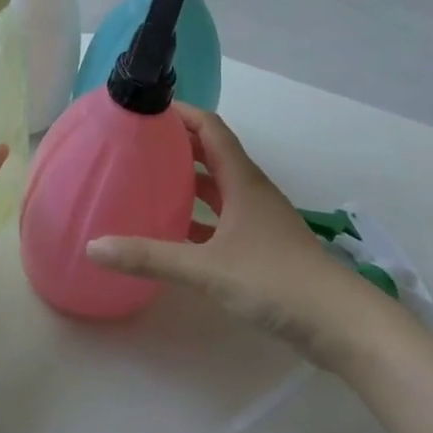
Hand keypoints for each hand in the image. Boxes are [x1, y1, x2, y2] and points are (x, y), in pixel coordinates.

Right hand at [86, 104, 378, 366]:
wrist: (338, 323)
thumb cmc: (274, 280)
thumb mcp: (206, 268)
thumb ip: (150, 257)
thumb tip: (93, 247)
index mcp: (241, 180)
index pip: (210, 128)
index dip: (181, 113)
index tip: (146, 110)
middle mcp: (251, 190)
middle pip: (212, 153)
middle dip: (178, 144)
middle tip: (137, 144)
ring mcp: (259, 219)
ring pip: (218, 186)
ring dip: (189, 180)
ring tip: (149, 181)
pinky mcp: (262, 246)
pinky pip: (223, 217)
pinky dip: (199, 216)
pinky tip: (174, 231)